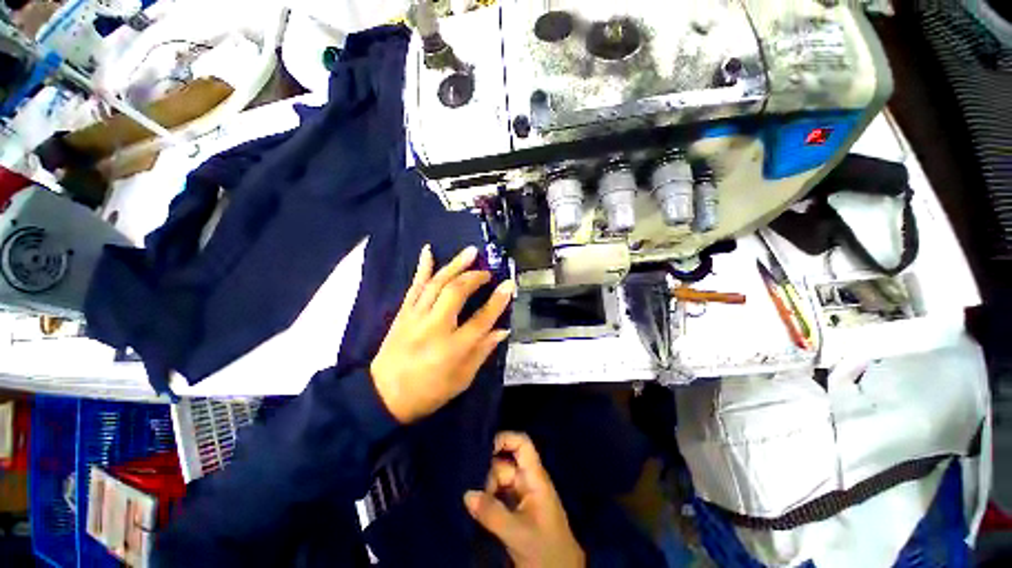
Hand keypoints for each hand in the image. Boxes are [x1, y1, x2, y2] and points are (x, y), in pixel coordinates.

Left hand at [370, 245, 513, 423]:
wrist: (383, 396)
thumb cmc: (428, 392)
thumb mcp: (462, 380)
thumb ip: (482, 352)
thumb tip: (502, 330)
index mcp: (453, 348)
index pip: (481, 319)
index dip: (498, 301)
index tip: (509, 285)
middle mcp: (435, 327)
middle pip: (457, 293)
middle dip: (475, 277)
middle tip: (487, 272)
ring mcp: (416, 317)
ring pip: (437, 284)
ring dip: (455, 265)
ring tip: (470, 252)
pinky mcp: (403, 313)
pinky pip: (414, 286)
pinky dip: (422, 267)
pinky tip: (428, 251)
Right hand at [464, 432, 584, 567]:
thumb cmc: (545, 549)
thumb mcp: (518, 532)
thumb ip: (492, 513)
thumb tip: (467, 494)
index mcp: (535, 477)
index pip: (522, 445)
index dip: (505, 439)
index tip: (482, 448)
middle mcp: (527, 482)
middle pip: (504, 464)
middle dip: (487, 472)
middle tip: (469, 486)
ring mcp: (521, 497)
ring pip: (498, 481)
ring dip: (484, 489)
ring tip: (469, 500)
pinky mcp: (515, 512)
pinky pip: (497, 497)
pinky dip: (486, 500)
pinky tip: (474, 507)